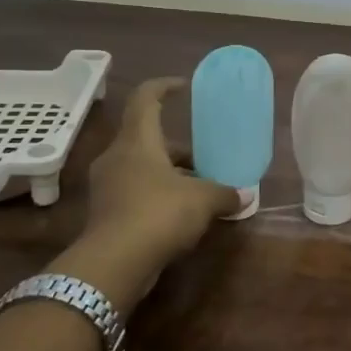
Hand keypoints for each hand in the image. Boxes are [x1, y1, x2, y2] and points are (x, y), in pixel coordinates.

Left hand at [83, 76, 239, 274]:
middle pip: (148, 139)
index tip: (183, 87)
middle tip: (205, 157)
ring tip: (199, 189)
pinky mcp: (106, 213)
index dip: (164, 87)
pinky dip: (158, 197)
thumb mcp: (203, 200)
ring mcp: (107, 186)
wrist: (113, 264)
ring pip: (142, 168)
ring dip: (170, 175)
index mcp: (137, 141)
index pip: (145, 99)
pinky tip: (182, 215)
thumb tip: (244, 196)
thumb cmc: (158, 213)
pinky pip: (136, 193)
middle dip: (178, 148)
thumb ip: (225, 193)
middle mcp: (117, 157)